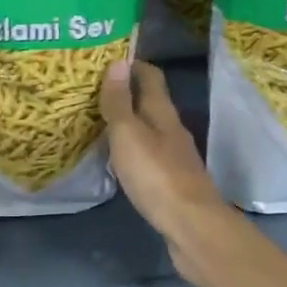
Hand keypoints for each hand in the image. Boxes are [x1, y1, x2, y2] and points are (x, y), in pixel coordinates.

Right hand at [98, 59, 233, 278]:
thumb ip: (120, 102)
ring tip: (100, 121)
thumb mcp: (129, 134)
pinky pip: (149, 156)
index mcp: (163, 114)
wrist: (192, 228)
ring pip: (149, 130)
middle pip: (150, 103)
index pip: (151, 77)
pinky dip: (132, 150)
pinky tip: (118, 159)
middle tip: (94, 91)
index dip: (132, 65)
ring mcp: (175, 158)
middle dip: (127, 93)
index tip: (108, 58)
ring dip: (129, 123)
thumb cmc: (157, 176)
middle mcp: (172, 131)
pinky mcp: (172, 183)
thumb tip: (119, 61)